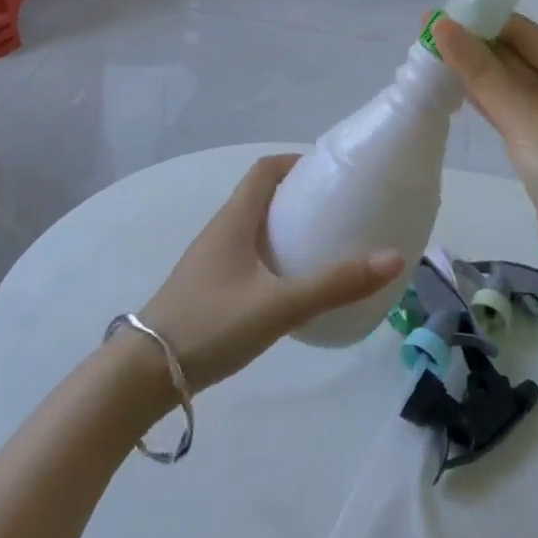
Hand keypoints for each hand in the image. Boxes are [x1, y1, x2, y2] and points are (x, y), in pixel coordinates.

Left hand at [138, 155, 404, 392]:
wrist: (144, 375)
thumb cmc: (211, 325)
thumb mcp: (279, 305)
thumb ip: (335, 284)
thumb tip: (393, 257)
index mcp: (234, 220)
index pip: (264, 170)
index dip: (296, 162)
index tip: (330, 174)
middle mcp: (221, 231)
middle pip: (261, 197)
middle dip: (298, 197)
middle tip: (337, 211)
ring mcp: (211, 261)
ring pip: (254, 229)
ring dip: (285, 228)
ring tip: (323, 245)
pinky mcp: (208, 288)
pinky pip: (247, 256)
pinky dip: (273, 256)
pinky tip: (291, 285)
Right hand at [433, 15, 537, 294]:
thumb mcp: (524, 117)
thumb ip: (481, 72)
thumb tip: (442, 26)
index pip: (521, 32)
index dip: (481, 20)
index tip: (437, 16)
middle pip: (514, 57)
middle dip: (473, 46)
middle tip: (424, 38)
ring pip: (508, 86)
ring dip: (474, 74)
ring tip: (429, 60)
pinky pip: (507, 113)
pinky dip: (482, 102)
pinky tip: (453, 94)